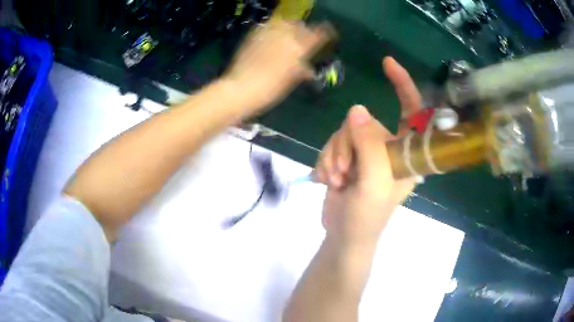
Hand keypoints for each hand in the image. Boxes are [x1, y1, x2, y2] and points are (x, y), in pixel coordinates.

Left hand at [224, 20, 329, 113]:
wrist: (241, 88)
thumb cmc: (271, 89)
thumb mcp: (291, 81)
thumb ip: (302, 70)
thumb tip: (309, 69)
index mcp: (299, 48)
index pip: (319, 34)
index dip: (327, 32)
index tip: (330, 34)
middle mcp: (286, 36)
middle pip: (301, 25)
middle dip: (305, 30)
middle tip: (305, 39)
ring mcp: (269, 33)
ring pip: (285, 22)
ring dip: (290, 28)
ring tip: (288, 36)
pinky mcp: (255, 35)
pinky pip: (269, 26)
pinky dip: (275, 29)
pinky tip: (273, 38)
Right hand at [315, 57, 422, 245]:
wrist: (343, 235)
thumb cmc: (368, 217)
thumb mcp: (374, 183)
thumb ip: (370, 146)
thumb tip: (357, 110)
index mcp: (406, 153)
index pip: (412, 111)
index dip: (403, 85)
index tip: (387, 63)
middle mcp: (388, 148)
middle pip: (364, 121)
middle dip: (349, 145)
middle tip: (347, 172)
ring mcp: (366, 152)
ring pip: (344, 131)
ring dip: (335, 156)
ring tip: (337, 181)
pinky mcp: (347, 156)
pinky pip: (332, 142)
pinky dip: (326, 160)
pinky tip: (328, 179)